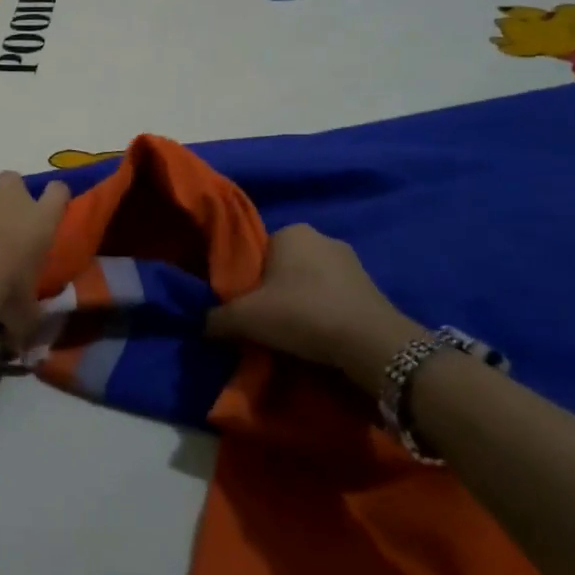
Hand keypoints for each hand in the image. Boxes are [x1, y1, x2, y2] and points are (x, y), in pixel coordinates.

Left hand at [0, 169, 70, 345]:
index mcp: (41, 220)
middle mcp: (12, 195)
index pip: (59, 193)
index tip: (45, 208)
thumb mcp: (23, 314)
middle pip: (13, 180)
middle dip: (4, 197)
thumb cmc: (2, 290)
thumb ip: (26, 320)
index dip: (52, 197)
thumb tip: (24, 345)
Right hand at [206, 224, 423, 390]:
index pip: (258, 250)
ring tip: (294, 334)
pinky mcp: (372, 288)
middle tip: (265, 321)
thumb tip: (202, 323)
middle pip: (284, 266)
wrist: (370, 343)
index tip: (245, 305)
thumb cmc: (302, 314)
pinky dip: (325, 313)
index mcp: (291, 231)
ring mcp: (352, 262)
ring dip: (302, 303)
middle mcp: (322, 237)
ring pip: (311, 282)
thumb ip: (216, 317)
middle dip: (275, 290)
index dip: (248, 278)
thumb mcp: (245, 318)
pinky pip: (335, 298)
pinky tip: (320, 337)